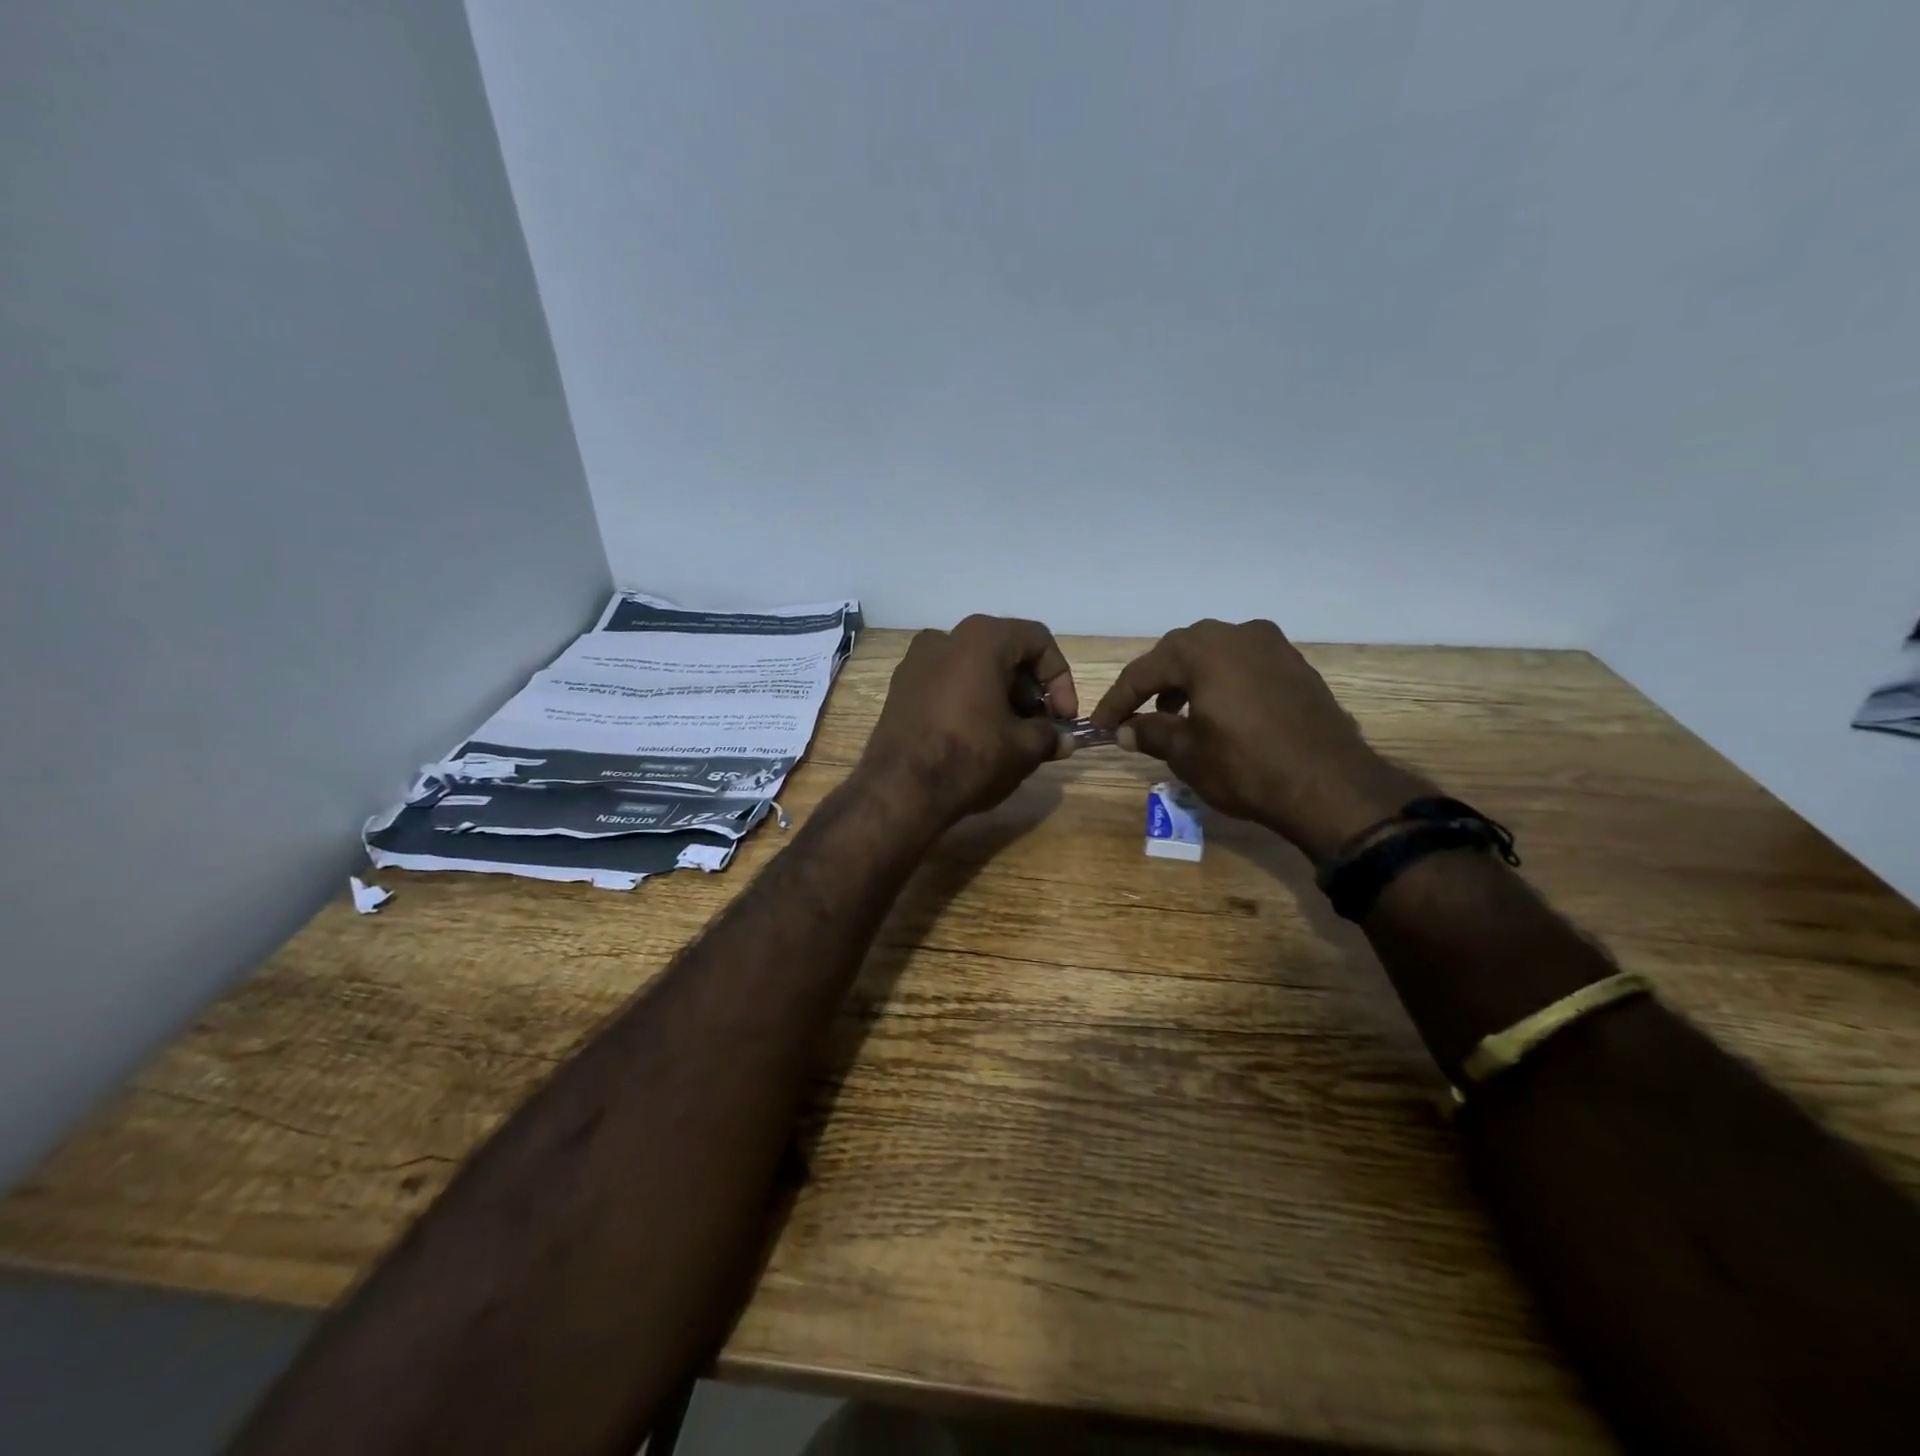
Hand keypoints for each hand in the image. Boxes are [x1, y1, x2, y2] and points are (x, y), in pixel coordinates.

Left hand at [858, 615, 1077, 829]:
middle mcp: (944, 637)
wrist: (898, 791)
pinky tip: (978, 739)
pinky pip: (947, 685)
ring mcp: (915, 662)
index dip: (1060, 678)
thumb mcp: (1024, 748)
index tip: (1064, 717)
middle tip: (1040, 728)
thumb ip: (1050, 735)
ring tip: (1012, 738)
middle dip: (1030, 691)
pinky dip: (970, 702)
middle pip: (1004, 653)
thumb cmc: (969, 757)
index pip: (1037, 641)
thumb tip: (1064, 740)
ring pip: (974, 669)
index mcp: (980, 638)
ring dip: (1001, 698)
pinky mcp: (899, 690)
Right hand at [1091, 619, 1425, 859]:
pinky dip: (1220, 682)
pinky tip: (1217, 712)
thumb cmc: (1246, 767)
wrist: (1331, 786)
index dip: (1117, 700)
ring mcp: (1272, 646)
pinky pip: (1243, 665)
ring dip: (1187, 681)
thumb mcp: (1188, 753)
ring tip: (1174, 716)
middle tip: (1134, 715)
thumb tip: (1125, 730)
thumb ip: (1150, 733)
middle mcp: (1237, 634)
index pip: (1144, 671)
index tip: (1099, 726)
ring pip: (1213, 655)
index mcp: (1203, 650)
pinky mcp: (1295, 665)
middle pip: (1179, 653)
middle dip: (1153, 684)